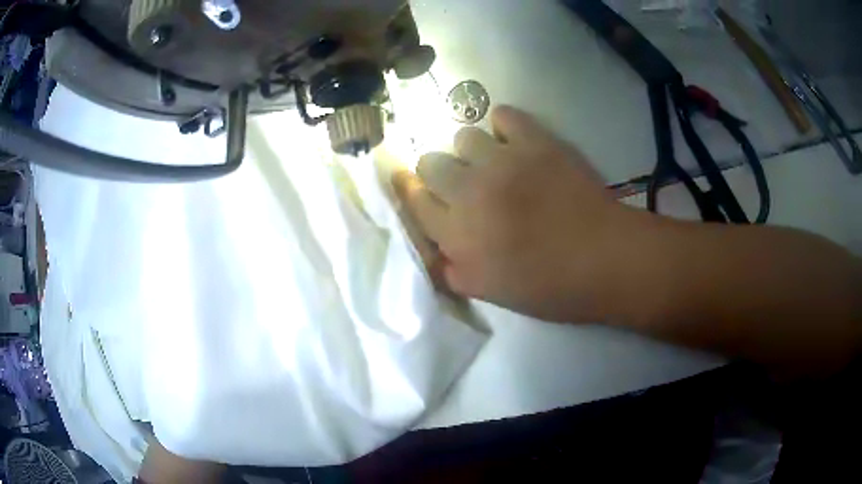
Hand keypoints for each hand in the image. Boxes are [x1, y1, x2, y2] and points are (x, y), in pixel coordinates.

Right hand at [393, 106, 645, 321]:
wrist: (605, 259)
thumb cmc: (550, 286)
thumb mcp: (491, 293)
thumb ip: (454, 271)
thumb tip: (437, 249)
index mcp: (457, 235)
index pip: (413, 200)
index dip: (411, 190)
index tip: (416, 186)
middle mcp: (469, 192)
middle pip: (430, 161)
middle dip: (440, 172)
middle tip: (464, 183)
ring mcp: (502, 162)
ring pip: (463, 136)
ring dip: (474, 151)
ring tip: (495, 163)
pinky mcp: (535, 142)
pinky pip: (503, 114)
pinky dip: (505, 126)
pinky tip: (516, 142)